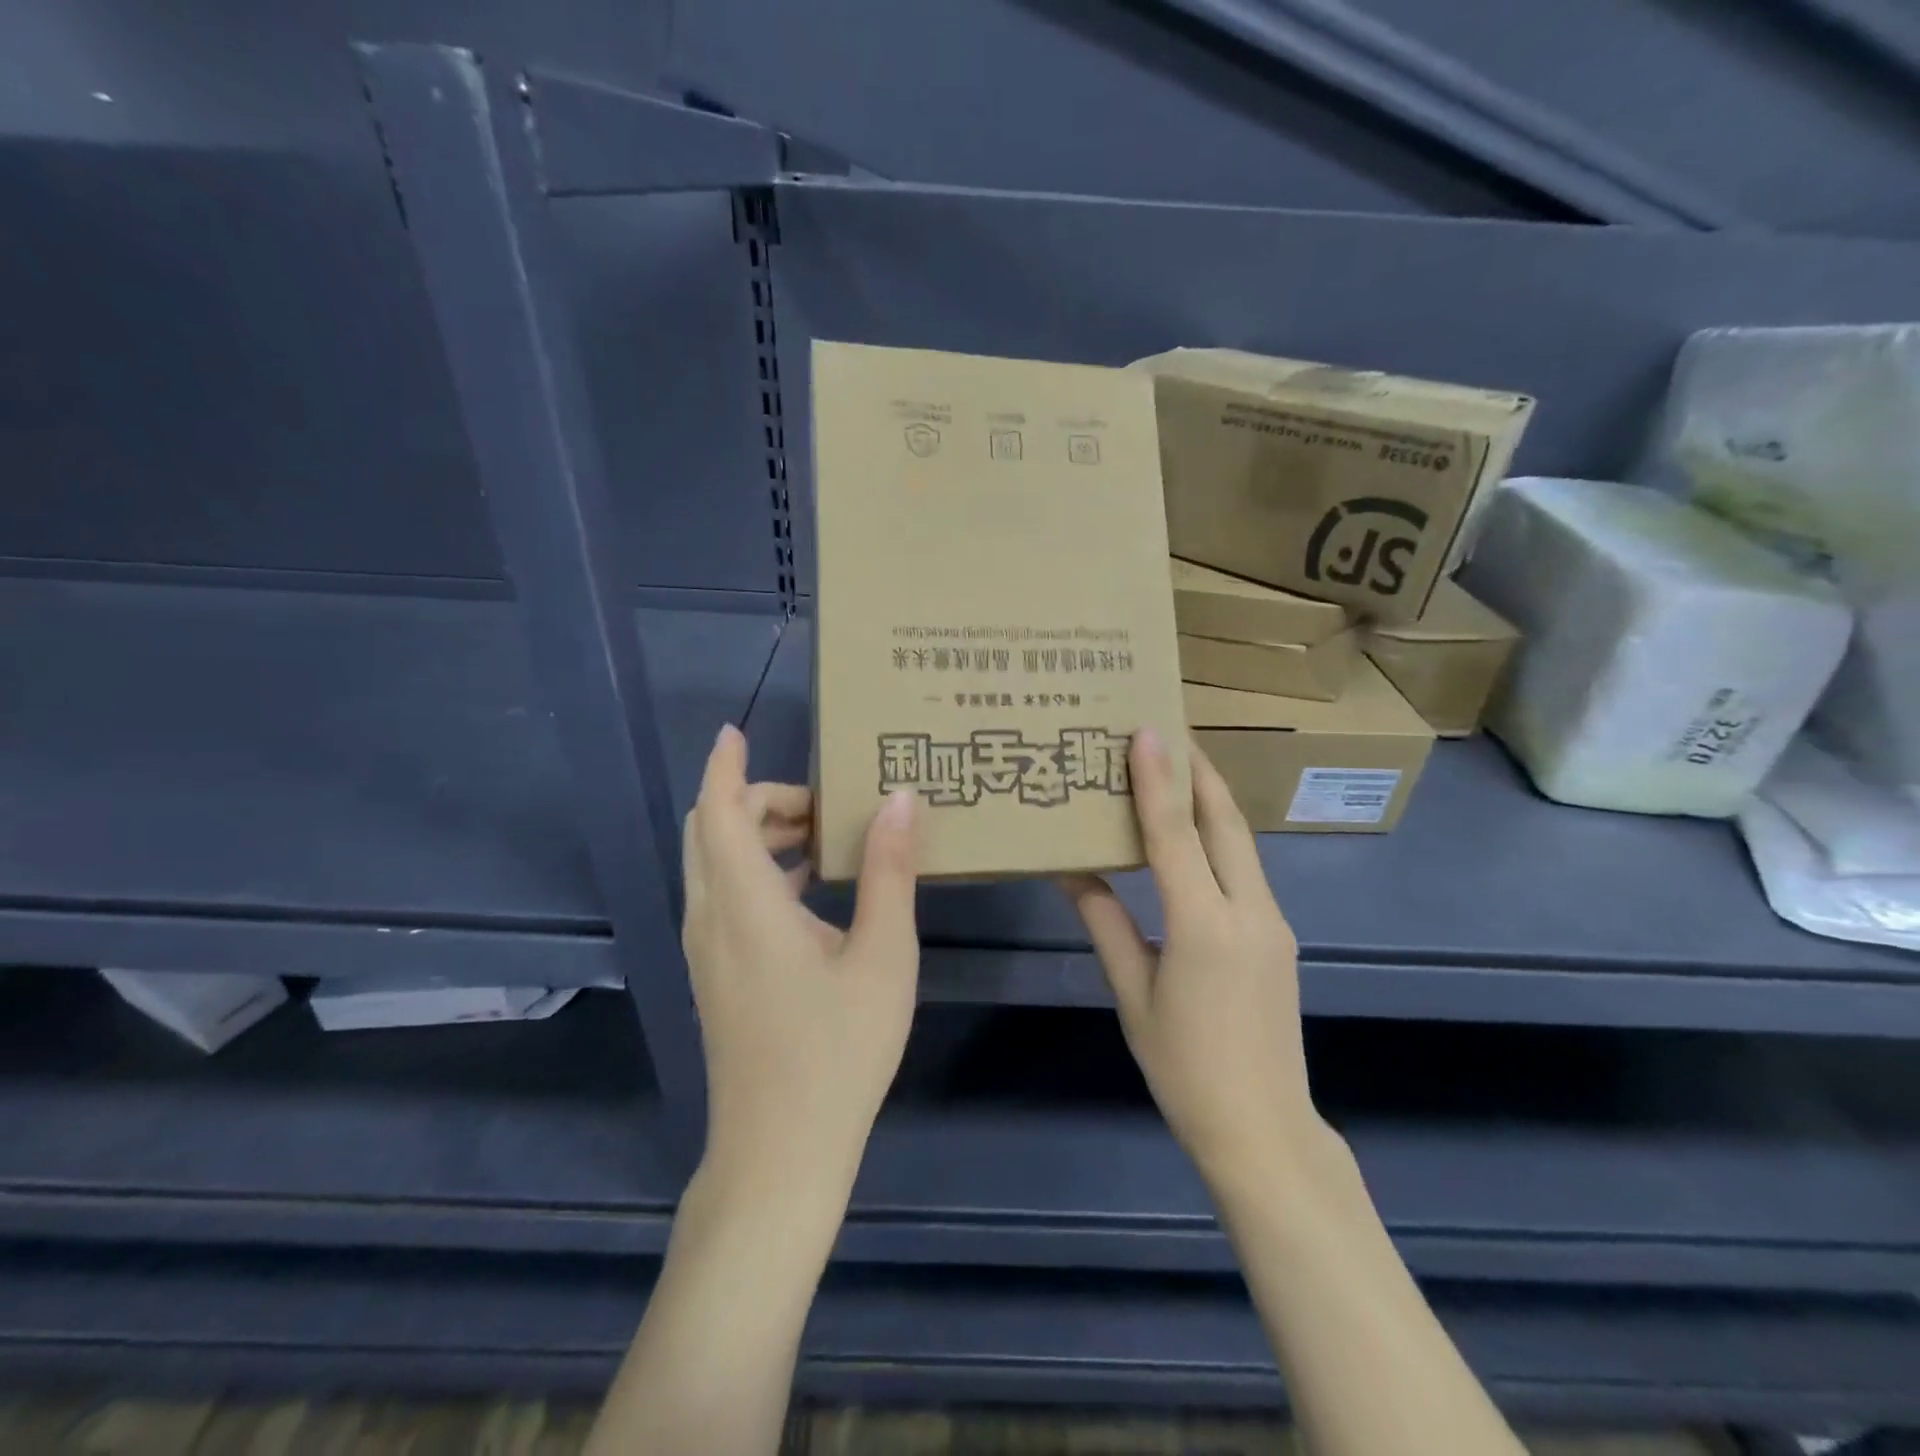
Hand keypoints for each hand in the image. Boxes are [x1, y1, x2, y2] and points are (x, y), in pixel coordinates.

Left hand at [681, 726, 920, 1203]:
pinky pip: (722, 897)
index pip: (720, 813)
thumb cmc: (838, 1052)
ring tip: (822, 838)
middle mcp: (711, 919)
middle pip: (711, 832)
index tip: (737, 731)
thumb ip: (888, 872)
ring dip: (756, 836)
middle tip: (821, 803)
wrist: (779, 1154)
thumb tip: (899, 799)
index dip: (726, 767)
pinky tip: (810, 892)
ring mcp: (706, 951)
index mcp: (746, 906)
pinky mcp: (715, 976)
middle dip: (756, 800)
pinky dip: (755, 871)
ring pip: (714, 866)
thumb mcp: (882, 956)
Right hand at [1063, 732, 1321, 1188]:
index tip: (1147, 730)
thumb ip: (1106, 924)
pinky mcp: (1278, 936)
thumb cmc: (1184, 1066)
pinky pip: (1245, 870)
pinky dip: (1218, 839)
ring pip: (1241, 843)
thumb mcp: (1133, 993)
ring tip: (1178, 770)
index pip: (1176, 836)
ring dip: (1211, 801)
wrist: (1264, 1129)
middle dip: (1199, 771)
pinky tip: (1194, 836)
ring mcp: (1272, 923)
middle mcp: (1248, 912)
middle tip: (1169, 731)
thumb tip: (1072, 871)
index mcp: (1203, 927)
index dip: (1158, 780)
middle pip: (1225, 823)